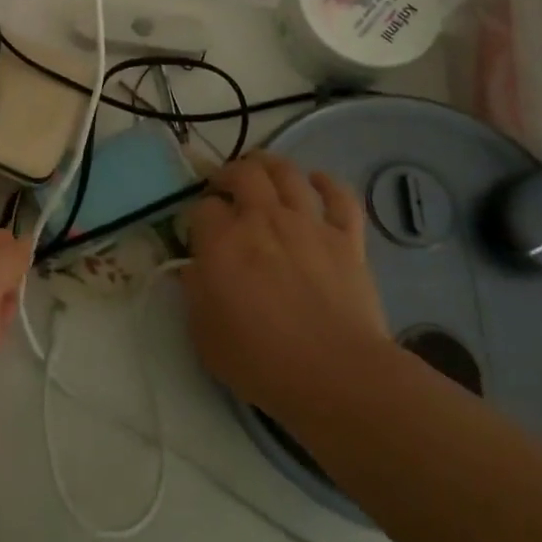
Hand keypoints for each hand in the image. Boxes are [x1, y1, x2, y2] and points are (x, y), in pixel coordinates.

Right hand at [183, 153, 388, 421]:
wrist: (336, 376)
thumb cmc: (260, 362)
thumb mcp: (204, 334)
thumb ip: (195, 292)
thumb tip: (195, 269)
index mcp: (221, 242)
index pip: (202, 208)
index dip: (197, 216)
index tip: (198, 232)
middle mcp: (262, 220)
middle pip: (243, 173)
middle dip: (228, 174)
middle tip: (223, 186)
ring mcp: (308, 225)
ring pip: (287, 173)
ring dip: (270, 165)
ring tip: (261, 170)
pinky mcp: (346, 239)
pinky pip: (340, 198)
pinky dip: (327, 184)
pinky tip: (316, 182)